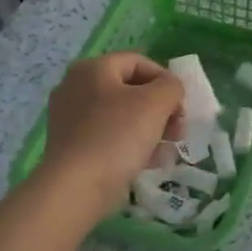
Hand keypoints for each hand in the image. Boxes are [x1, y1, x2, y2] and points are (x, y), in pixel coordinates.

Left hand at [40, 53, 184, 213]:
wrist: (75, 188)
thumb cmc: (117, 136)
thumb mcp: (156, 103)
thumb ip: (171, 86)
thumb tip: (170, 89)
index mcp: (93, 68)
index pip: (139, 62)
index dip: (166, 80)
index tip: (181, 106)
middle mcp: (76, 87)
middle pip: (131, 90)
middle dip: (160, 109)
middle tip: (177, 131)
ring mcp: (70, 118)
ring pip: (122, 115)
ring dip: (150, 129)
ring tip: (167, 150)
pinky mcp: (71, 145)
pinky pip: (109, 136)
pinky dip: (131, 144)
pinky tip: (148, 162)